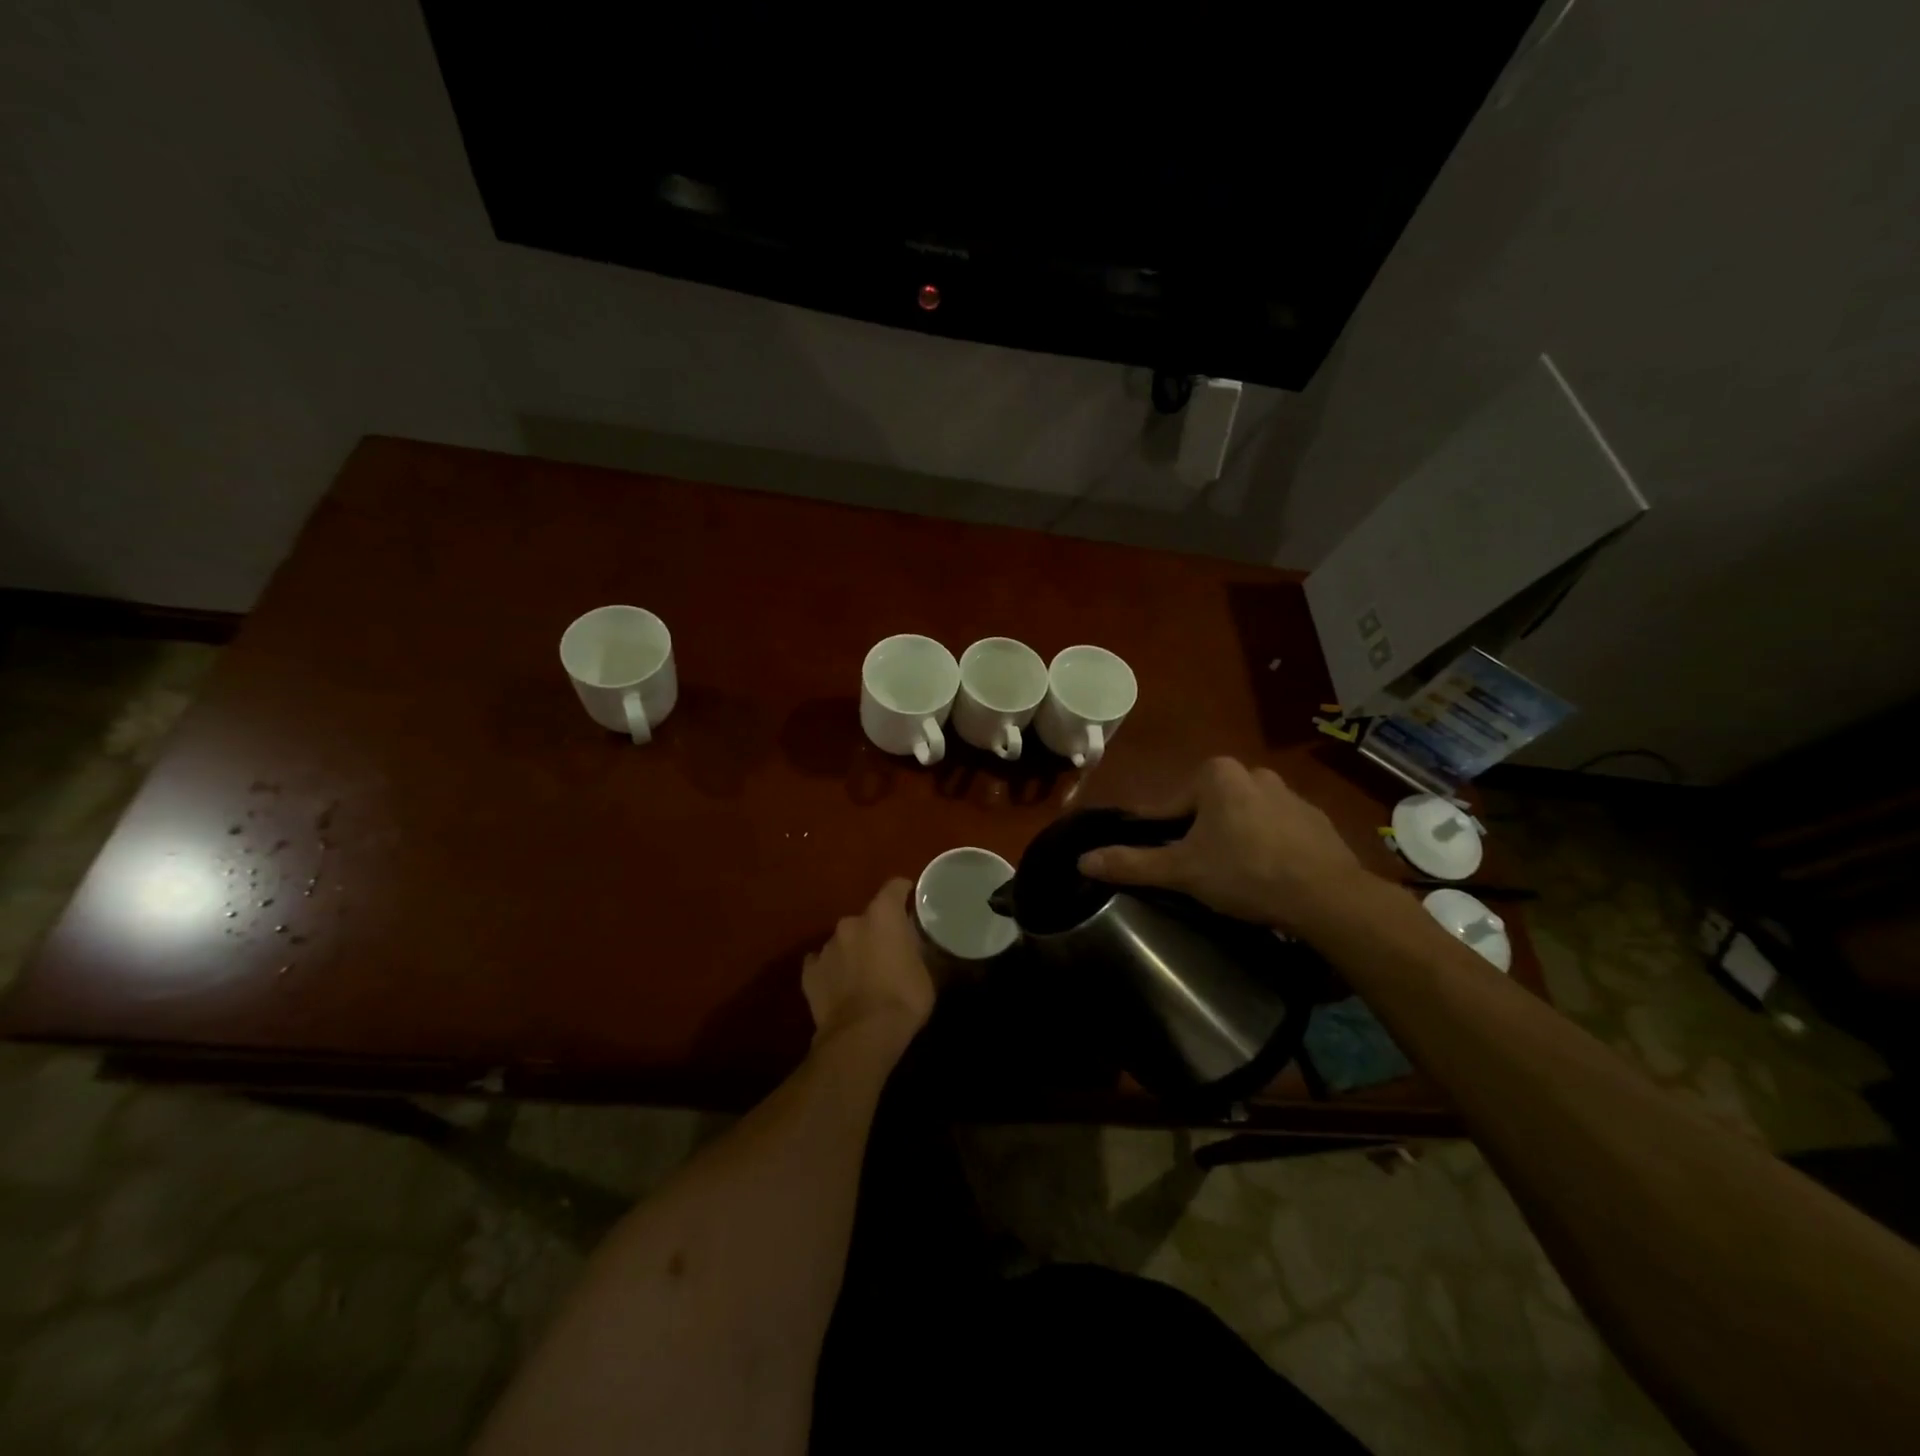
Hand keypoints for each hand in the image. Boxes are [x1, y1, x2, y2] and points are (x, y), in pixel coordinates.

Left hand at [802, 879, 935, 1046]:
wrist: (862, 1036)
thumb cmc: (903, 999)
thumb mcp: (927, 973)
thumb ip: (921, 950)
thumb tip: (921, 943)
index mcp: (883, 915)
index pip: (894, 887)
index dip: (903, 892)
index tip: (910, 901)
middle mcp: (851, 922)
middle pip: (868, 918)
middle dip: (878, 930)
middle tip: (890, 951)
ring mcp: (826, 946)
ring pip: (844, 941)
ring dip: (854, 951)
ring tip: (864, 975)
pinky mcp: (809, 972)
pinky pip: (823, 963)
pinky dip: (832, 970)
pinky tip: (840, 987)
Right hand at [1078, 757, 1376, 937]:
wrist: (1329, 897)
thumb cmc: (1246, 873)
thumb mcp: (1182, 871)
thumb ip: (1132, 863)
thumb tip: (1082, 860)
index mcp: (1215, 775)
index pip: (1168, 806)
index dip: (1157, 835)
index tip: (1158, 861)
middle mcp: (1252, 772)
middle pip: (1205, 808)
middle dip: (1197, 837)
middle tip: (1196, 873)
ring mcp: (1289, 794)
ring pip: (1241, 817)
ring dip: (1231, 840)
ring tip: (1231, 878)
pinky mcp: (1315, 819)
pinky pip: (1275, 829)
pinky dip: (1265, 846)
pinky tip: (1266, 876)